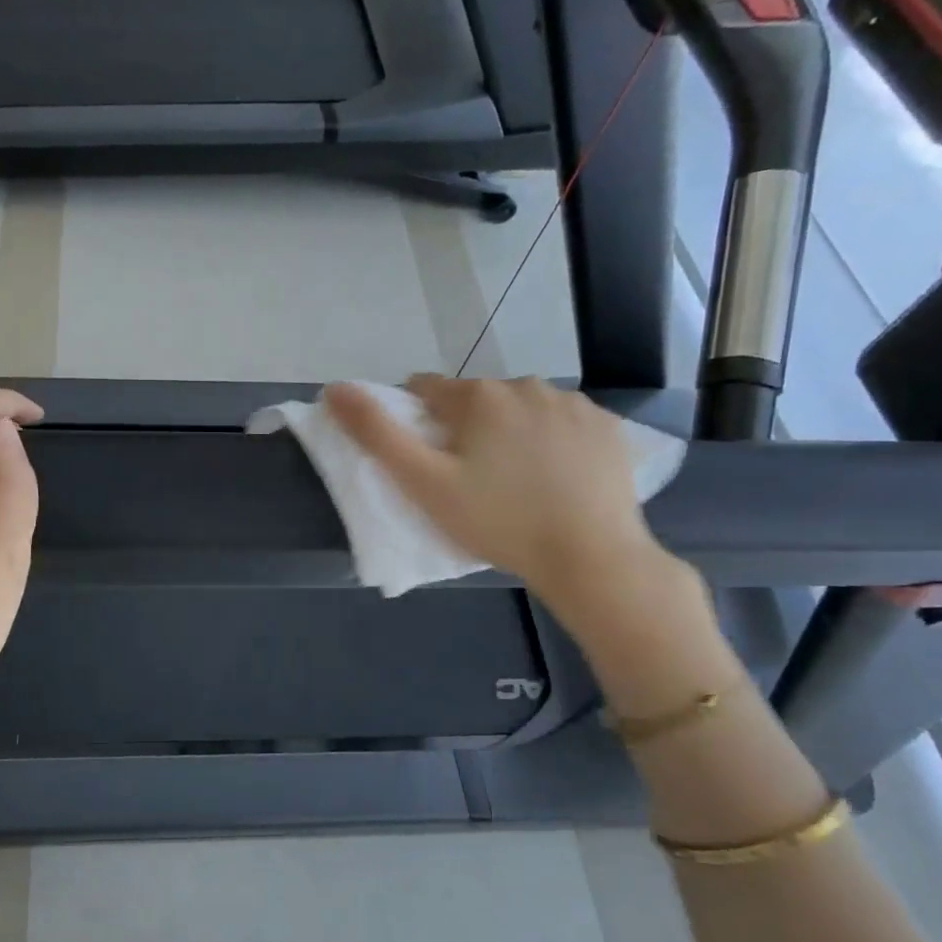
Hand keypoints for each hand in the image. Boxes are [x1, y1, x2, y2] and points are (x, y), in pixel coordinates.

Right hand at [325, 375, 677, 619]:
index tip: (424, 459)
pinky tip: (554, 477)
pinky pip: (562, 423)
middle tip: (468, 479)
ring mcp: (572, 403)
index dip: (415, 420)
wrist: (589, 557)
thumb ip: (376, 433)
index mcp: (477, 396)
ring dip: (509, 430)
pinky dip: (551, 440)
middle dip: (464, 427)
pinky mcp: (607, 426)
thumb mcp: (423, 483)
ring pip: (520, 408)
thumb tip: (334, 388)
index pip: (425, 389)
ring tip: (513, 481)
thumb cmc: (496, 521)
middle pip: (475, 399)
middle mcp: (525, 385)